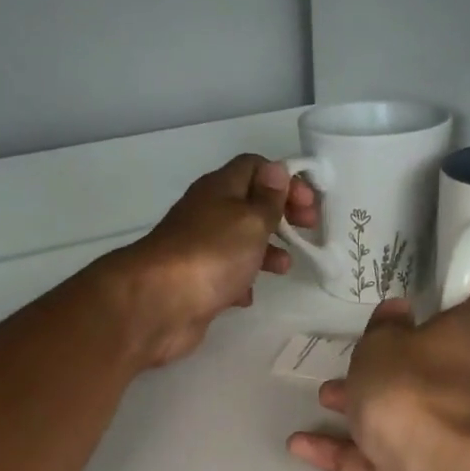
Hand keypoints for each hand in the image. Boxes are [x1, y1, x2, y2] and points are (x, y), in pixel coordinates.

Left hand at [102, 154, 319, 368]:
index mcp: (220, 189)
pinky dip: (241, 282)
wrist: (160, 303)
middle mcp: (207, 214)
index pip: (255, 168)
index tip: (309, 205)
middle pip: (249, 205)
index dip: (285, 180)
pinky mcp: (196, 282)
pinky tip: (249, 296)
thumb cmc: (212, 254)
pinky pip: (225, 275)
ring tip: (284, 268)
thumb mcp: (250, 220)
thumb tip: (276, 170)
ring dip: (265, 251)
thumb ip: (268, 199)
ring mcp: (199, 250)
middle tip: (306, 232)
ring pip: (239, 242)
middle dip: (280, 216)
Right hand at [287, 287, 469, 470]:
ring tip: (323, 400)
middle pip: (433, 367)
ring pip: (404, 416)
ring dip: (361, 408)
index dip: (457, 298)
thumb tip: (398, 311)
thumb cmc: (414, 393)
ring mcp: (452, 436)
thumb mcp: (383, 348)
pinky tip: (302, 448)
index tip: (429, 297)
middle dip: (389, 366)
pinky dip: (345, 452)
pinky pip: (382, 459)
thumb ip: (383, 330)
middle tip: (354, 361)